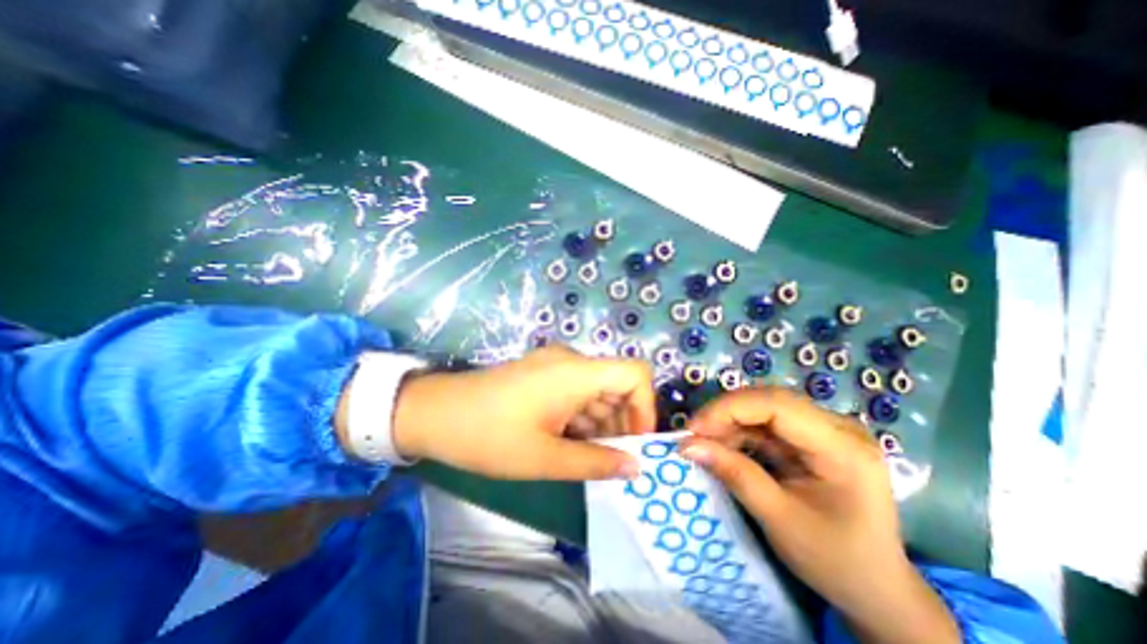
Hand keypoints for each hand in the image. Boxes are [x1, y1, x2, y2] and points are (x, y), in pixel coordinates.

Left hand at [389, 348, 653, 478]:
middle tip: (613, 461)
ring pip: (597, 392)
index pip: (635, 373)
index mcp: (576, 372)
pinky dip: (582, 418)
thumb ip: (595, 463)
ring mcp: (555, 366)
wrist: (433, 414)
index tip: (636, 443)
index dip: (645, 407)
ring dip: (601, 424)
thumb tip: (635, 467)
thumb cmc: (488, 436)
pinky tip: (570, 444)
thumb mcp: (545, 458)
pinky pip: (577, 393)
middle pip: (617, 385)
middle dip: (622, 423)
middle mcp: (571, 361)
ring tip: (589, 458)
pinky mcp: (543, 375)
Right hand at [679, 388, 959, 643]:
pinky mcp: (813, 438)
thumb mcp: (778, 519)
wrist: (876, 589)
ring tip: (705, 442)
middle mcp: (838, 427)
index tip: (693, 428)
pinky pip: (767, 423)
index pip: (776, 405)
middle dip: (725, 413)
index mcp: (842, 447)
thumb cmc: (835, 561)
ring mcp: (826, 430)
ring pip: (764, 408)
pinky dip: (740, 432)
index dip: (729, 409)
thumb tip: (686, 445)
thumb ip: (733, 474)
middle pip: (769, 401)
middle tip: (694, 434)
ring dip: (730, 422)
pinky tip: (724, 446)